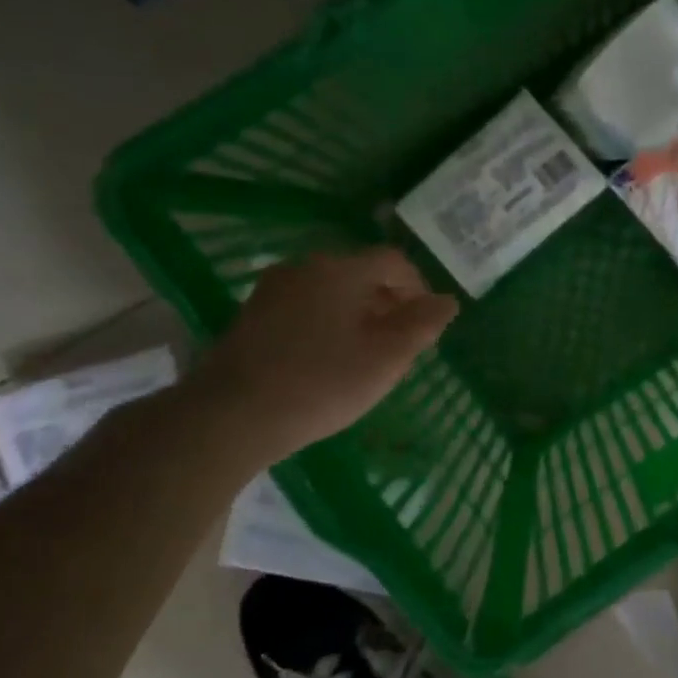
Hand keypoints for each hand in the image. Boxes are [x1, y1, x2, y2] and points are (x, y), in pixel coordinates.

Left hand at [187, 247, 457, 463]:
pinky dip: (327, 323)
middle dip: (388, 302)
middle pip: (361, 273)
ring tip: (366, 355)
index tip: (427, 324)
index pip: (394, 261)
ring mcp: (272, 289)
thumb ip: (423, 325)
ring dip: (357, 314)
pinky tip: (327, 360)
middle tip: (401, 344)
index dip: (418, 288)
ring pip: (331, 291)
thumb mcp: (387, 357)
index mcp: (341, 269)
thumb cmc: (322, 383)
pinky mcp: (251, 315)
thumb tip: (447, 301)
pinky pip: (305, 307)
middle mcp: (305, 267)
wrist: (230, 416)